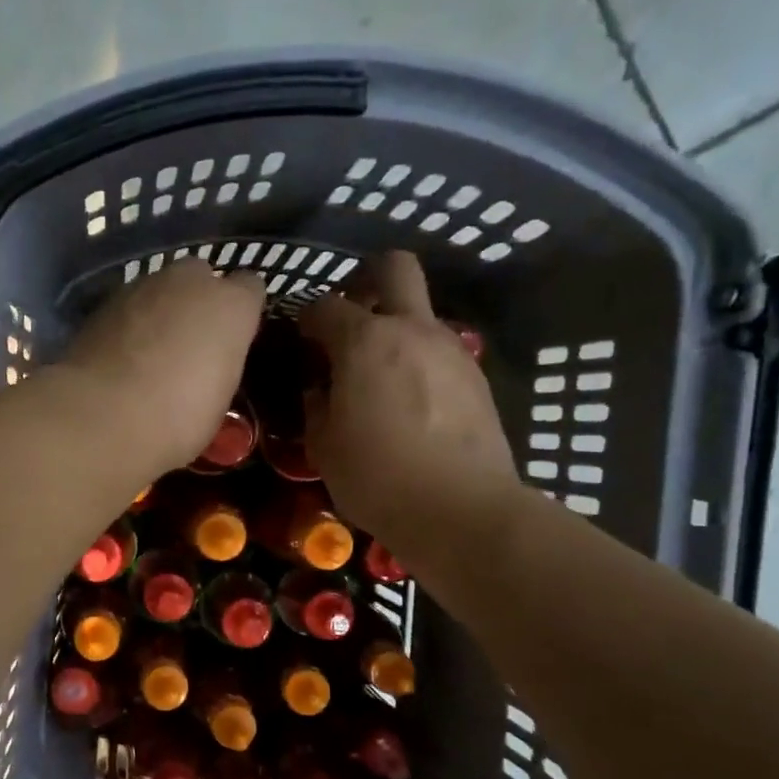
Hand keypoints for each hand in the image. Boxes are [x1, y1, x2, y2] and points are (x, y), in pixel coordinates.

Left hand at [62, 260, 265, 475]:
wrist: (103, 416)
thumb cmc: (178, 418)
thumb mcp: (218, 401)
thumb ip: (219, 365)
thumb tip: (207, 365)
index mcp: (231, 305)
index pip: (250, 288)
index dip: (240, 313)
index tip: (233, 338)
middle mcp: (190, 282)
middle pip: (200, 277)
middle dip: (197, 301)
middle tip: (190, 342)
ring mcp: (142, 286)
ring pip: (159, 289)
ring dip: (159, 311)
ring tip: (150, 351)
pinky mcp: (103, 302)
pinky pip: (127, 307)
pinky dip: (127, 324)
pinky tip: (120, 356)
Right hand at [298, 252, 522, 556]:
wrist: (462, 511)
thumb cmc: (377, 478)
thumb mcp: (323, 446)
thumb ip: (316, 405)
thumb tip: (320, 388)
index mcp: (365, 342)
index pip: (325, 305)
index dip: (307, 319)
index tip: (301, 342)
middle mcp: (412, 330)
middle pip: (393, 267)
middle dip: (366, 279)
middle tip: (349, 315)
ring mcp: (451, 350)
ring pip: (420, 312)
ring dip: (395, 327)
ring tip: (377, 375)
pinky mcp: (476, 377)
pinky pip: (439, 350)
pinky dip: (418, 360)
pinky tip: (409, 402)